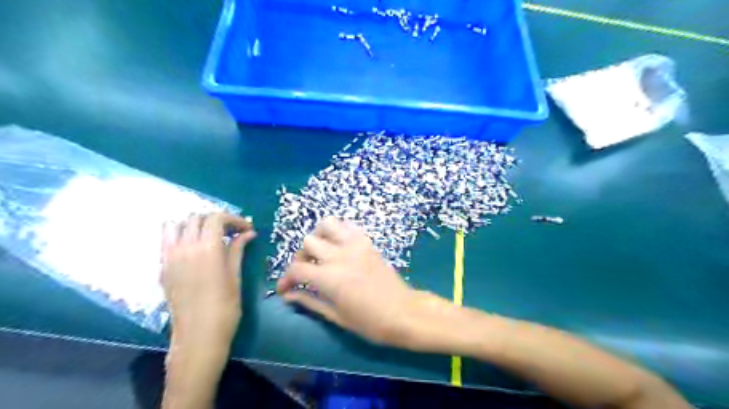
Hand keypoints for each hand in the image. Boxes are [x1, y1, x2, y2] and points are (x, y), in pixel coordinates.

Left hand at [160, 213, 255, 349]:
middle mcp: (185, 248)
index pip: (216, 218)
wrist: (198, 336)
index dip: (234, 219)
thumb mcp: (235, 277)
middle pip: (197, 218)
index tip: (246, 229)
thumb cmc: (225, 308)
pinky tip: (193, 246)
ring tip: (209, 235)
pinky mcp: (162, 267)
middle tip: (231, 232)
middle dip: (216, 220)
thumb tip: (248, 233)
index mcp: (207, 250)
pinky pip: (166, 240)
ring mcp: (170, 257)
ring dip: (194, 224)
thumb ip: (237, 250)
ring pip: (176, 224)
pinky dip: (179, 234)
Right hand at [274, 218, 440, 348]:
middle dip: (301, 257)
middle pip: (308, 242)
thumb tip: (288, 296)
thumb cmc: (370, 322)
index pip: (296, 268)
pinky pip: (348, 226)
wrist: (404, 312)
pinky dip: (338, 233)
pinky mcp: (367, 242)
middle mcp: (339, 255)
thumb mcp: (336, 316)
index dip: (285, 279)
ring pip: (327, 224)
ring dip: (319, 236)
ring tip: (321, 253)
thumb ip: (309, 302)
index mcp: (329, 277)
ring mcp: (355, 245)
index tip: (285, 290)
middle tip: (306, 272)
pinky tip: (339, 248)